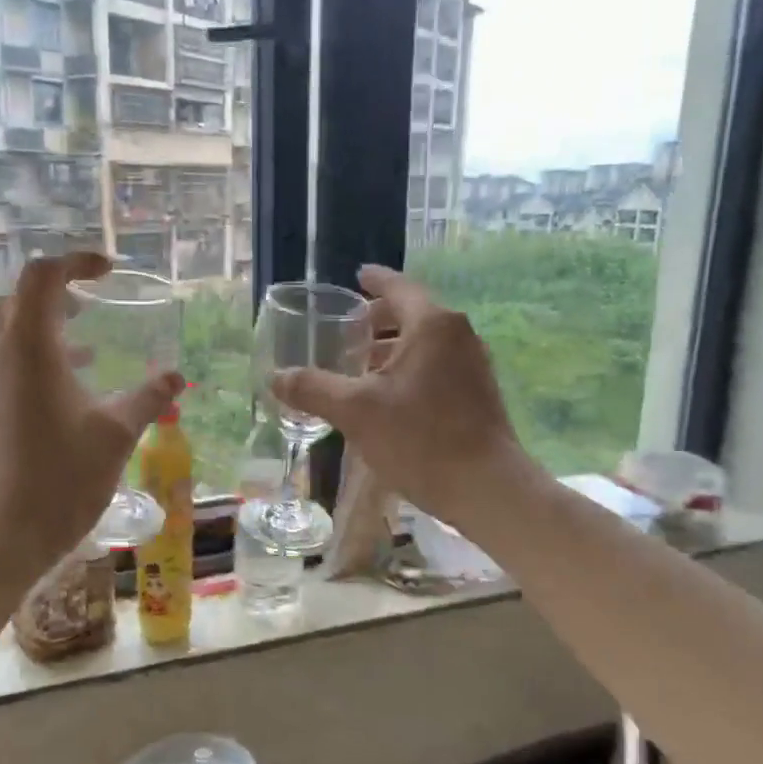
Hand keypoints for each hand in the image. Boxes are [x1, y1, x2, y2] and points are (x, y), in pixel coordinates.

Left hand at [0, 253, 182, 589]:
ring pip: (5, 335)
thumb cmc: (62, 478)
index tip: (108, 272)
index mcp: (29, 348)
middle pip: (18, 300)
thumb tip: (177, 377)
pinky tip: (61, 399)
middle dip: (56, 295)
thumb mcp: (117, 434)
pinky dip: (30, 363)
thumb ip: (148, 398)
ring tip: (87, 355)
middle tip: (93, 309)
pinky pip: (0, 367)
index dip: (76, 262)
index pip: (42, 276)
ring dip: (44, 332)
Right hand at [271, 264, 528, 530]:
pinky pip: (437, 367)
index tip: (358, 275)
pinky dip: (411, 369)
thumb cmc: (420, 438)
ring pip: (426, 344)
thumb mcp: (356, 412)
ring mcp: (474, 366)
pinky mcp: (478, 395)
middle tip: (348, 328)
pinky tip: (389, 398)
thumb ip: (314, 389)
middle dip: (379, 320)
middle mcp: (459, 336)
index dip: (375, 280)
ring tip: (360, 366)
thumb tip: (276, 377)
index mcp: (432, 325)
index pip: (399, 288)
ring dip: (393, 349)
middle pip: (414, 314)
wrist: (486, 488)